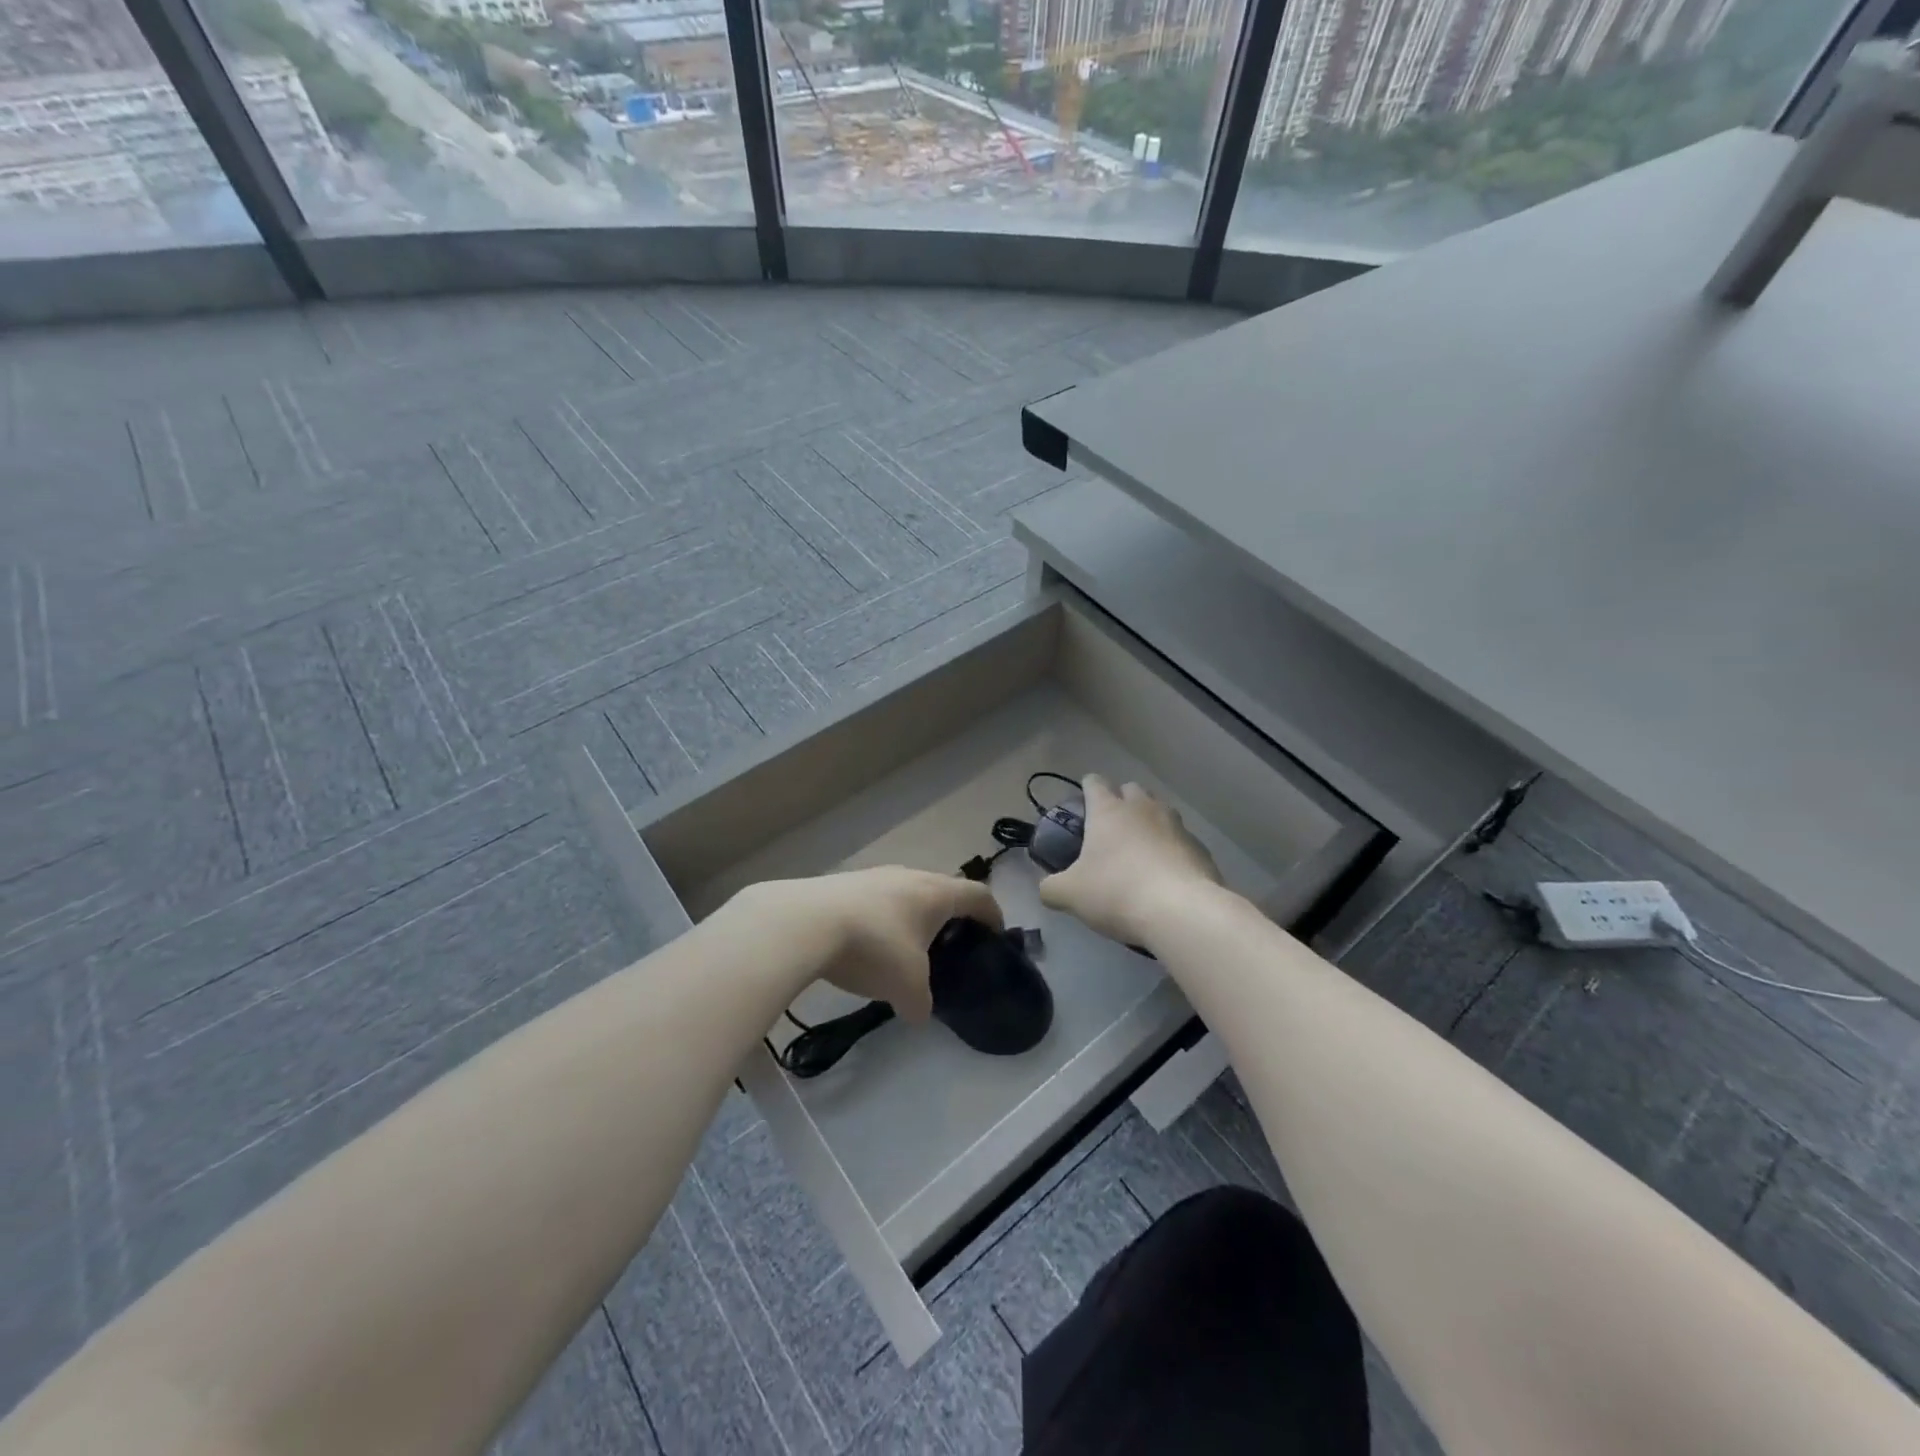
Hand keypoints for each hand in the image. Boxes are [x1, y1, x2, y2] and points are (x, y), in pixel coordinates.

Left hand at [733, 868, 1001, 1020]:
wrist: (805, 922)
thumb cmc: (874, 947)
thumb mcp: (907, 987)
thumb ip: (921, 1003)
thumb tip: (918, 1012)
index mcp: (937, 893)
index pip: (979, 895)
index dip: (993, 914)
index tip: (996, 934)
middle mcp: (910, 875)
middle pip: (942, 890)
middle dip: (950, 916)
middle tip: (949, 946)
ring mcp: (875, 875)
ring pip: (906, 894)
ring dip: (912, 917)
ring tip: (905, 949)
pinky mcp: (844, 883)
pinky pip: (876, 900)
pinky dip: (881, 920)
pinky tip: (866, 946)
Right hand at [1038, 774, 1221, 946]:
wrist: (1181, 912)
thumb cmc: (1117, 892)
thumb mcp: (1070, 895)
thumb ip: (1052, 888)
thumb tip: (1047, 888)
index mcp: (1109, 810)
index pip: (1094, 783)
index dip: (1086, 789)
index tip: (1082, 804)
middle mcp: (1143, 808)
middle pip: (1131, 789)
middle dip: (1121, 801)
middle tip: (1110, 829)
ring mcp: (1176, 825)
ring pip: (1159, 810)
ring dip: (1148, 822)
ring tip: (1139, 850)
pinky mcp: (1200, 848)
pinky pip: (1180, 839)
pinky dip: (1171, 848)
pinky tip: (1166, 874)